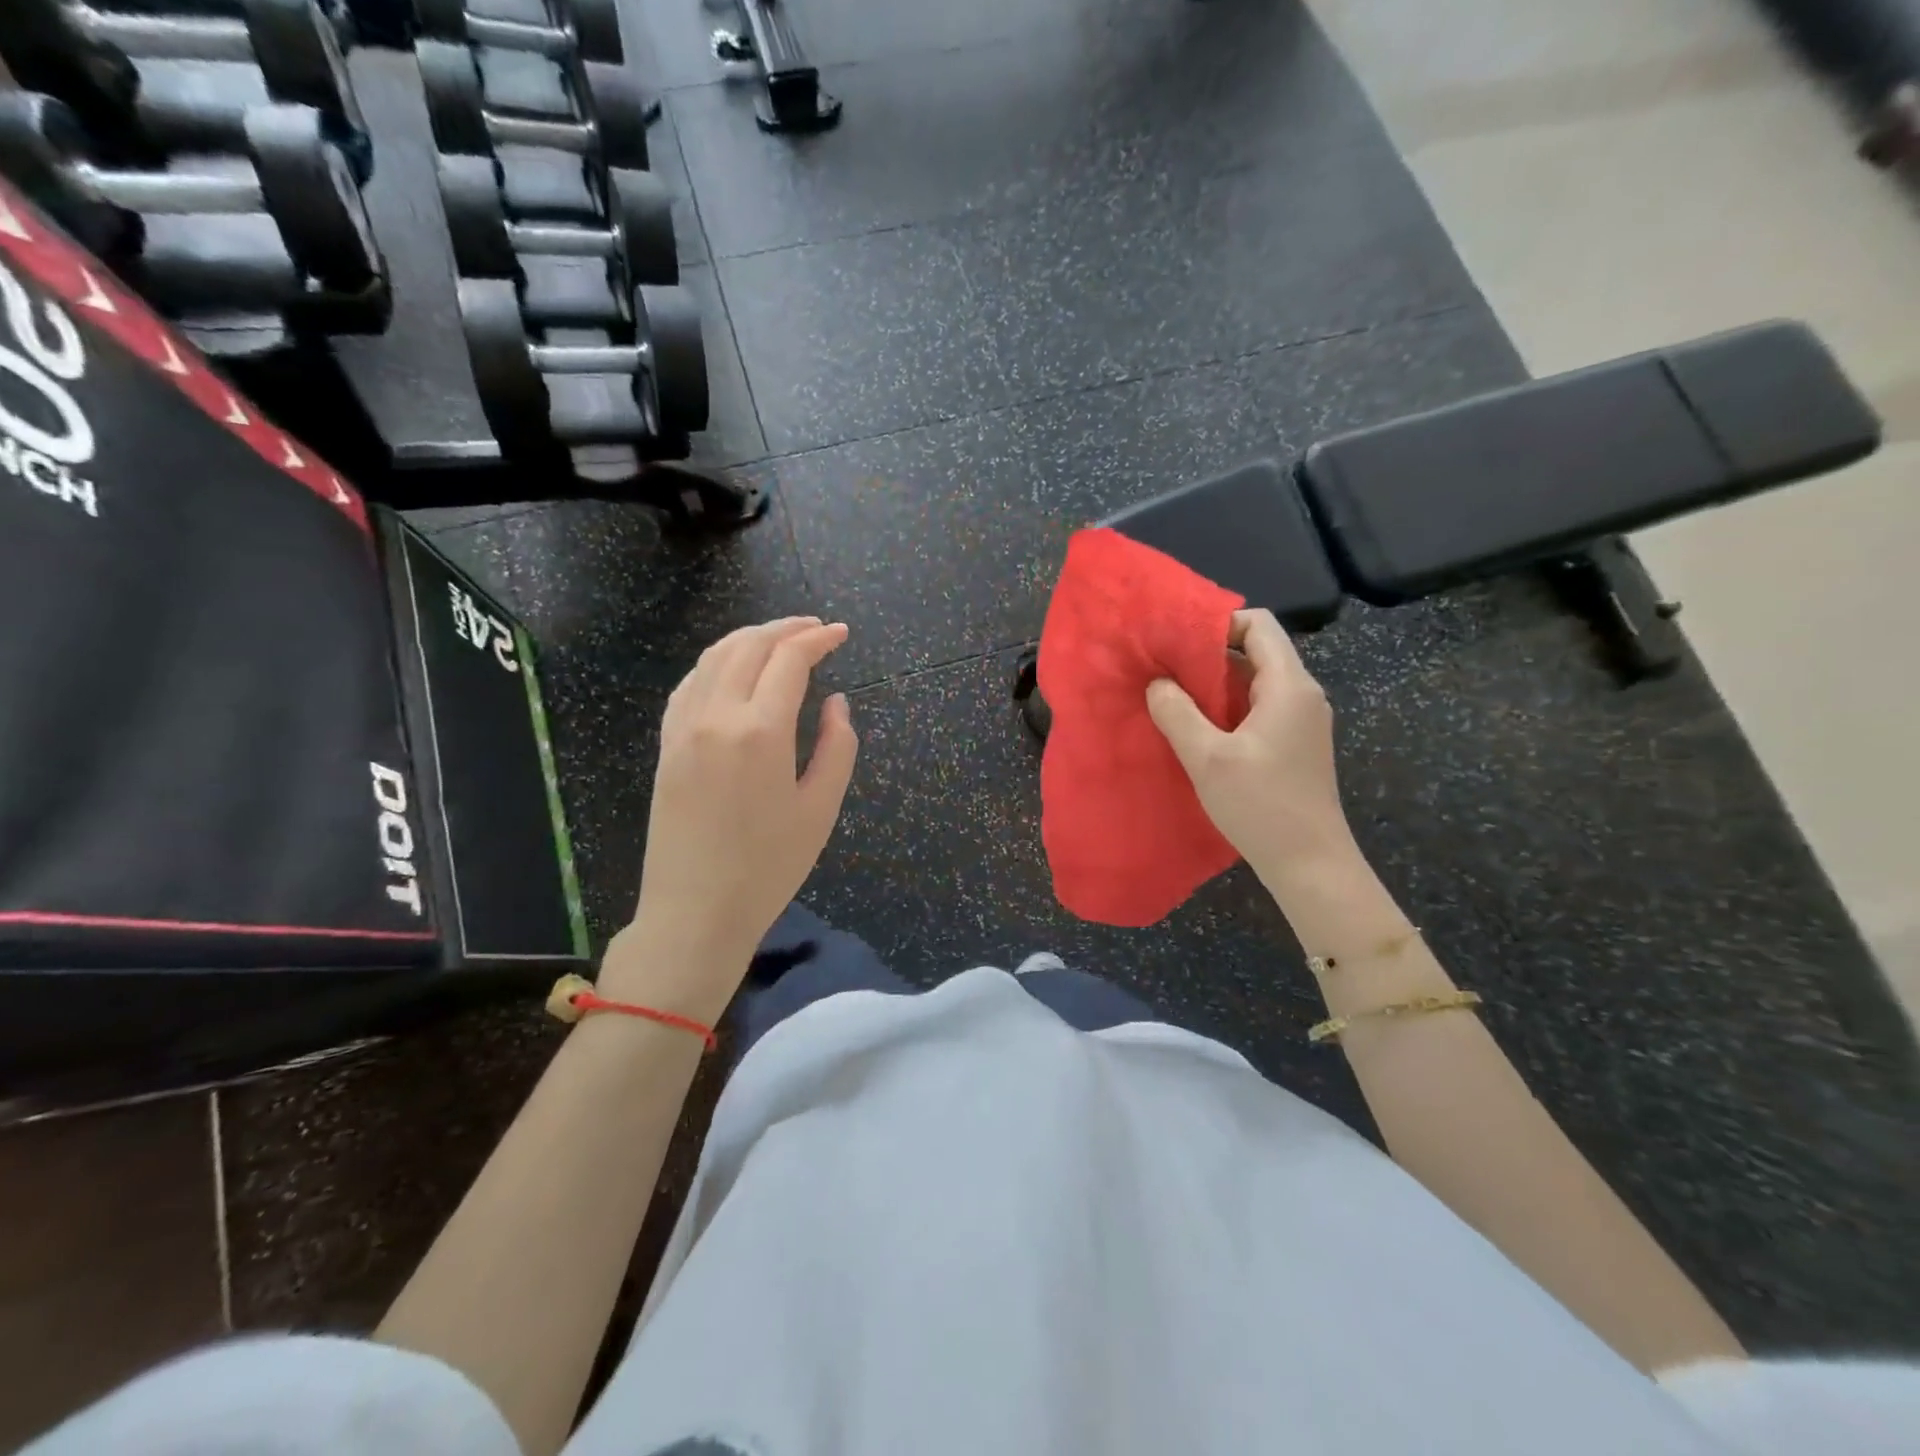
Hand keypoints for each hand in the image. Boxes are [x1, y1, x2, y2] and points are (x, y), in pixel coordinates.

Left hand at [613, 618, 857, 1016]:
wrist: (694, 912)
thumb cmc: (768, 868)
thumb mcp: (821, 809)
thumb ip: (838, 746)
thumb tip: (836, 702)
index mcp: (761, 731)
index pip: (790, 659)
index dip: (819, 638)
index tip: (842, 633)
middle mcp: (717, 715)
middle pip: (749, 645)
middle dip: (786, 627)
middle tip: (816, 627)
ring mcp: (684, 727)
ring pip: (715, 657)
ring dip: (750, 637)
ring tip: (780, 638)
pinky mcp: (667, 744)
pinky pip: (691, 682)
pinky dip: (718, 661)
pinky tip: (734, 668)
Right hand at [1146, 609, 1356, 887]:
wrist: (1310, 864)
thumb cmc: (1262, 806)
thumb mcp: (1208, 758)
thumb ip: (1177, 713)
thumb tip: (1158, 683)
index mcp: (1288, 686)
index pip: (1258, 625)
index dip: (1217, 622)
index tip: (1175, 640)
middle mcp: (1301, 694)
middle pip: (1256, 651)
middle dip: (1208, 654)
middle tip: (1163, 667)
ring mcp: (1300, 721)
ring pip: (1253, 682)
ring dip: (1214, 684)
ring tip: (1170, 695)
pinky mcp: (1294, 744)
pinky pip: (1257, 708)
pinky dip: (1226, 708)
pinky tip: (1196, 728)